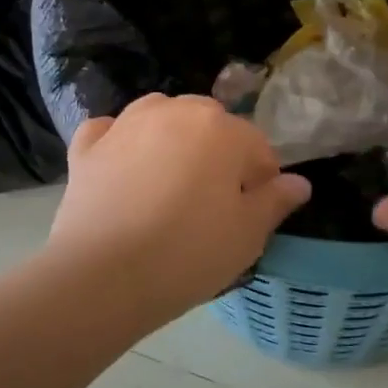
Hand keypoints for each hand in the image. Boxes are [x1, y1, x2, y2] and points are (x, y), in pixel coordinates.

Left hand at [48, 94, 310, 321]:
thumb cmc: (188, 254)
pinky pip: (111, 131)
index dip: (262, 181)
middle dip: (218, 154)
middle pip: (209, 124)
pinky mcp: (88, 147)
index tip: (254, 213)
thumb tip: (299, 183)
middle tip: (212, 204)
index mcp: (221, 129)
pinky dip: (121, 142)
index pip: (257, 147)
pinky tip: (123, 165)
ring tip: (171, 181)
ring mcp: (125, 125)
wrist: (103, 275)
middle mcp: (174, 112)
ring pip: (161, 116)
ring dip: (173, 138)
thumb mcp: (247, 235)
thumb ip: (275, 202)